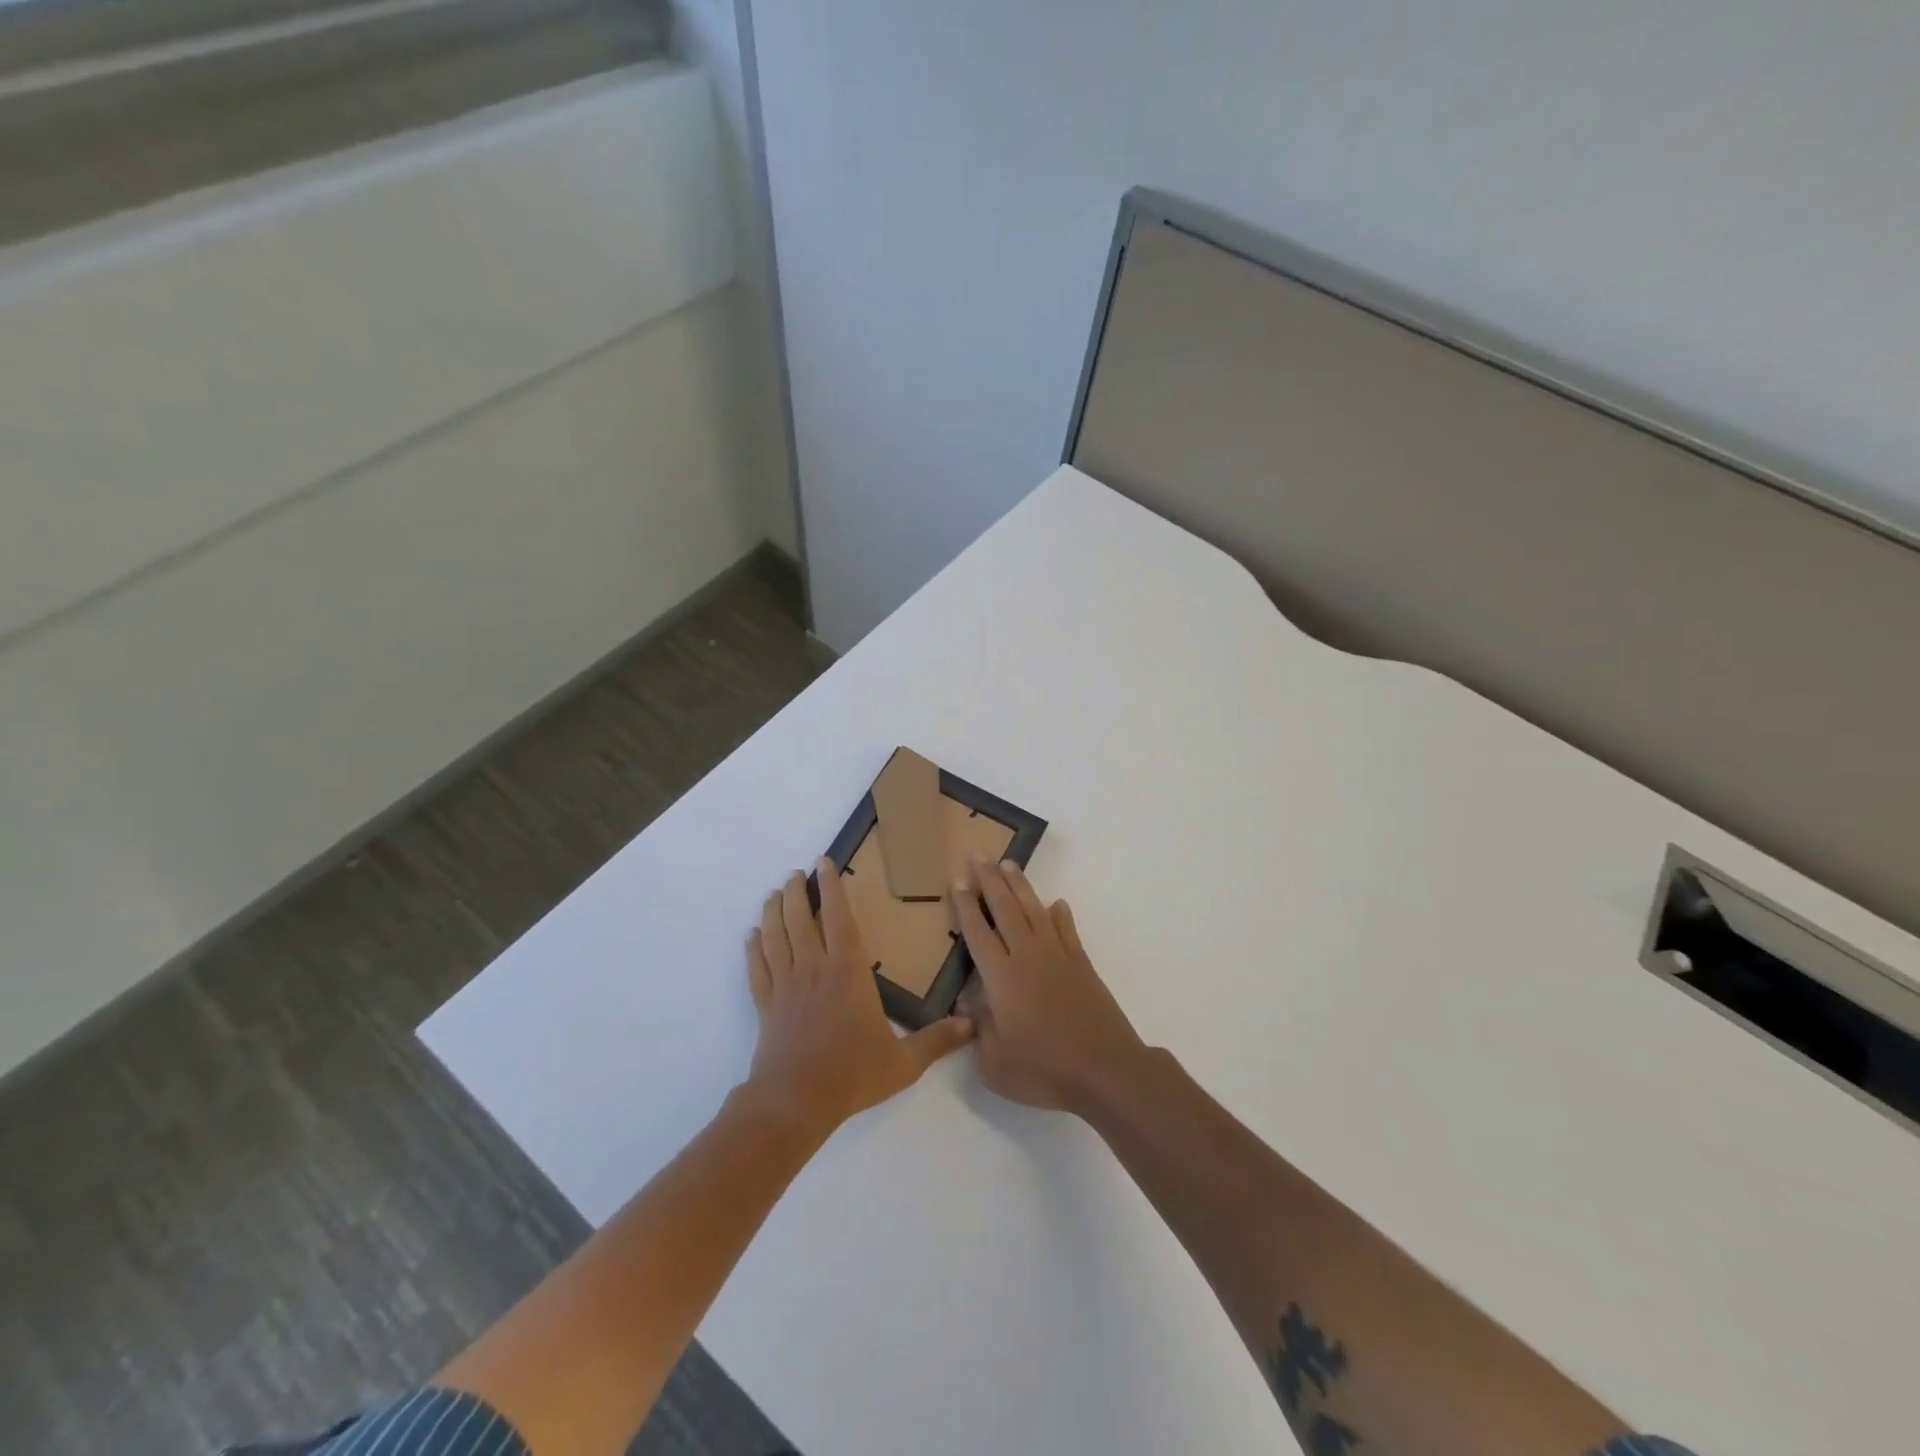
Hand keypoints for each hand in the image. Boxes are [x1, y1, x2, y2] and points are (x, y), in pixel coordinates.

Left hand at [745, 858, 973, 1138]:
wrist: (795, 1102)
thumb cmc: (852, 1075)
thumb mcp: (904, 1062)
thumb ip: (937, 1041)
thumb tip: (972, 1025)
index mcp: (847, 970)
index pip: (837, 917)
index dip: (831, 887)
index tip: (823, 863)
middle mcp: (814, 967)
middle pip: (800, 918)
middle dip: (796, 891)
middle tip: (795, 874)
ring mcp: (785, 985)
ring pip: (775, 936)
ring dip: (773, 911)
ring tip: (773, 894)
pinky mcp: (766, 1005)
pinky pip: (757, 967)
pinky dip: (753, 947)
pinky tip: (751, 935)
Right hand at [952, 858, 1150, 1117]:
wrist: (1105, 1070)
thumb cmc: (1044, 1070)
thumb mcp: (995, 1063)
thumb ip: (979, 1030)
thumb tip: (968, 1004)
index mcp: (1001, 978)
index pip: (977, 932)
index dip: (966, 906)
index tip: (958, 881)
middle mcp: (1027, 956)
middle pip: (1005, 909)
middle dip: (989, 880)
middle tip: (979, 855)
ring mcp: (1057, 957)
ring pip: (1034, 911)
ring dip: (1020, 886)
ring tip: (1009, 864)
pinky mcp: (1082, 965)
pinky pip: (1067, 931)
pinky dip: (1060, 915)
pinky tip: (1056, 903)